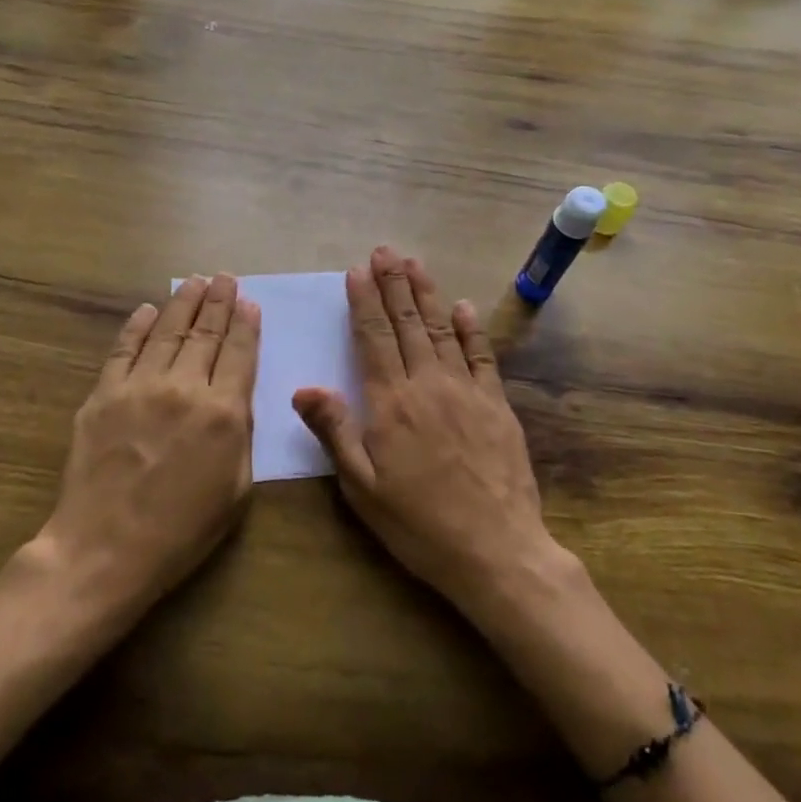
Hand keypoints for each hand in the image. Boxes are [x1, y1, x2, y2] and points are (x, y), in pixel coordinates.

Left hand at [38, 273, 258, 616]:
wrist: (105, 549)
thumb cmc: (181, 530)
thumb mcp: (236, 489)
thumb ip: (241, 434)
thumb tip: (236, 395)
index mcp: (223, 413)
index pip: (240, 353)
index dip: (246, 324)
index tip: (249, 302)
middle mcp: (184, 388)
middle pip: (205, 333)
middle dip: (218, 302)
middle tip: (225, 278)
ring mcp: (139, 386)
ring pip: (166, 332)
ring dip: (183, 303)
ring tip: (195, 282)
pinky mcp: (103, 394)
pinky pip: (123, 349)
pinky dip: (137, 326)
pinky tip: (148, 310)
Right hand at [292, 245, 558, 621]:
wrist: (496, 550)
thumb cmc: (419, 524)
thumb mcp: (362, 489)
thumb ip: (334, 432)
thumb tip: (304, 387)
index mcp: (390, 403)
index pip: (372, 338)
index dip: (363, 301)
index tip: (357, 270)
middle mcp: (427, 384)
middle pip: (407, 324)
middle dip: (393, 284)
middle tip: (385, 251)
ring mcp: (466, 391)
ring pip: (442, 330)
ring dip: (426, 294)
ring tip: (414, 263)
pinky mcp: (496, 405)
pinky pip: (481, 356)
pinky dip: (471, 328)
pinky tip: (463, 306)